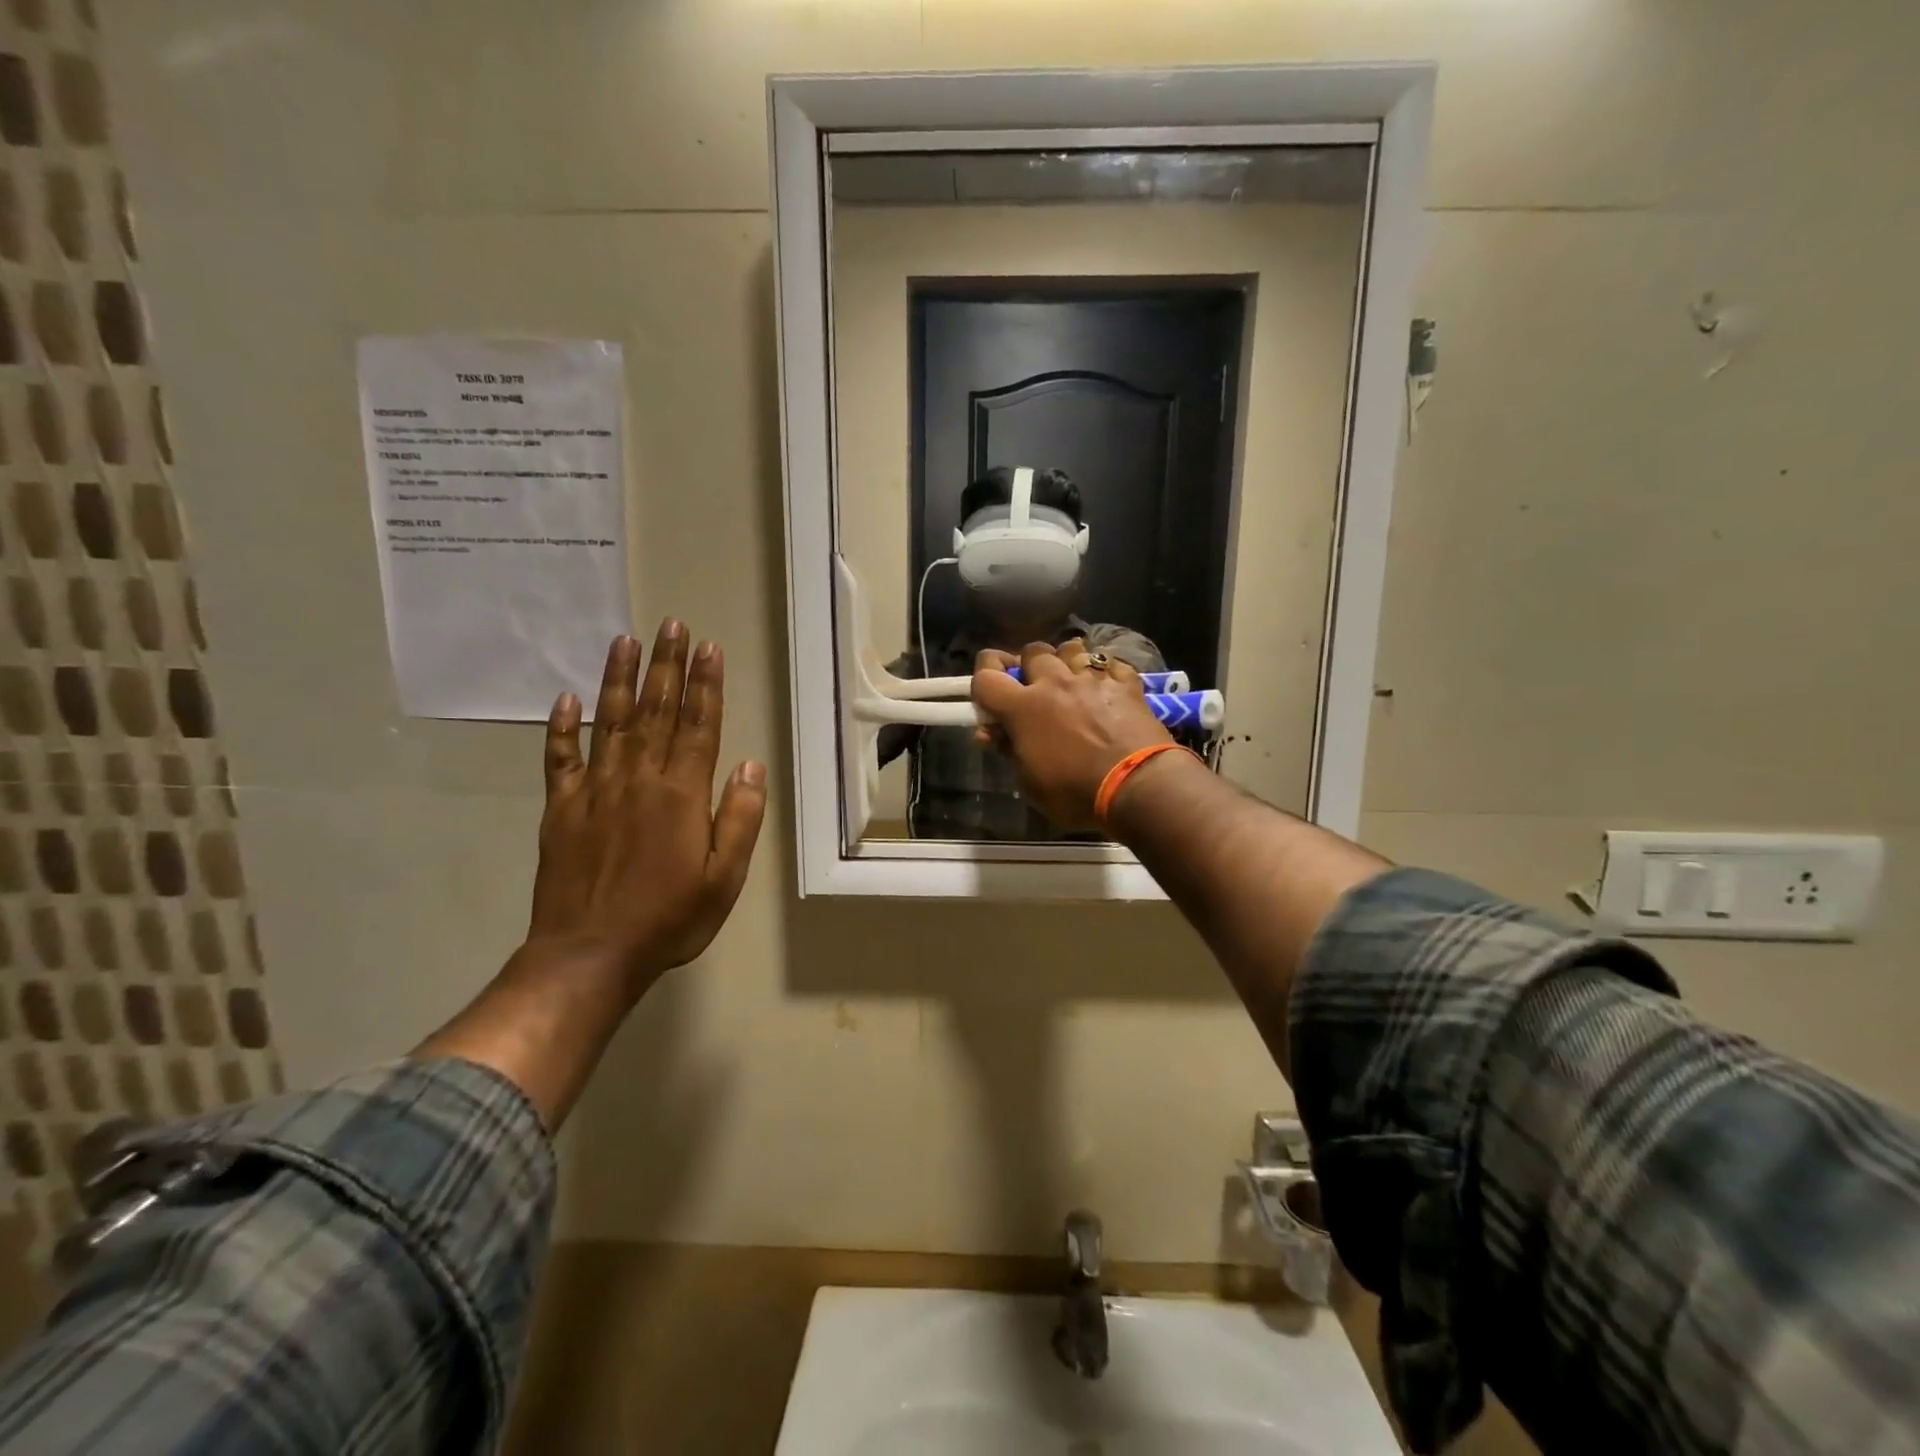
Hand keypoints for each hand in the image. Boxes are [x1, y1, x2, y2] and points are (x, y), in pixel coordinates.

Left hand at [526, 621, 766, 997]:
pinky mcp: (560, 810)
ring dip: (618, 680)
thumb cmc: (669, 918)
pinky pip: (560, 760)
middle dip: (666, 666)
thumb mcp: (725, 877)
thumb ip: (739, 817)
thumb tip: (749, 764)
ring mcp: (594, 791)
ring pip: (609, 722)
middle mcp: (638, 780)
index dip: (705, 684)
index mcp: (681, 795)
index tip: (707, 647)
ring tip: (625, 641)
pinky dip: (561, 728)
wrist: (589, 955)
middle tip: (670, 624)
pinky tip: (564, 699)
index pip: (698, 726)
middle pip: (655, 711)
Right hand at [970, 640, 1172, 830]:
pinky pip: (1109, 663)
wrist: (1139, 786)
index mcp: (1023, 708)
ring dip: (1065, 662)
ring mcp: (1093, 679)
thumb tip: (992, 732)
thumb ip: (1009, 750)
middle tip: (1033, 688)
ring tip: (1071, 681)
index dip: (982, 678)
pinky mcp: (1126, 683)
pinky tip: (1105, 687)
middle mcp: (1055, 683)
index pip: (986, 675)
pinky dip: (1103, 672)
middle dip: (1027, 666)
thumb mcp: (1030, 783)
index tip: (988, 694)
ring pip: (1071, 648)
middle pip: (1032, 651)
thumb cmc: (1076, 793)